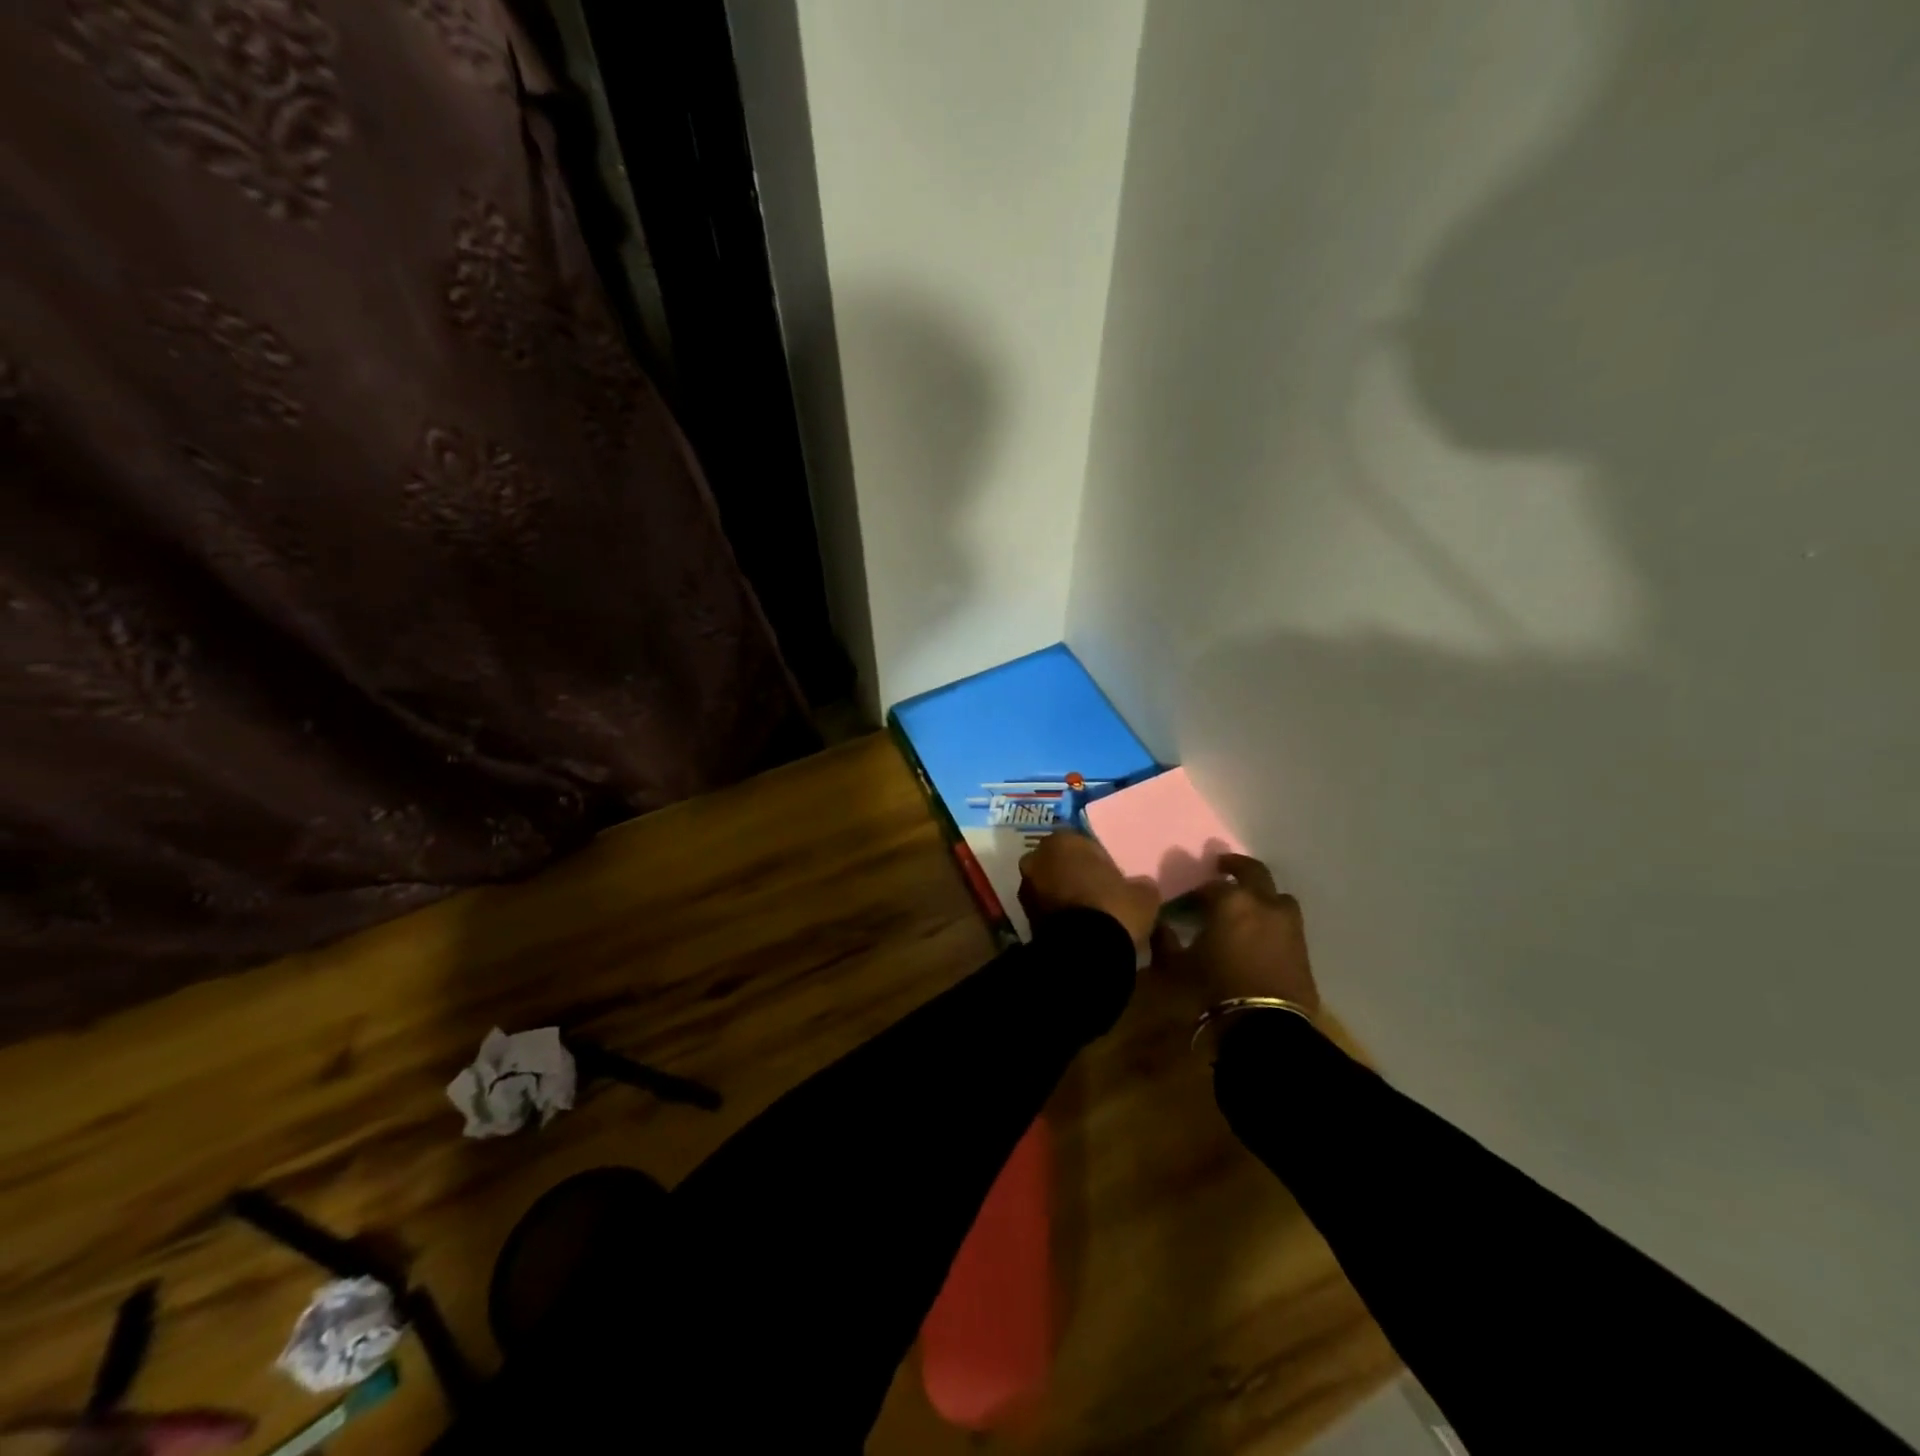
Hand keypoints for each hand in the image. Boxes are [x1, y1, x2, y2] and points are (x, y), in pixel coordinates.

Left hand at [1018, 832, 1160, 950]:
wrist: (1083, 951)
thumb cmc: (1112, 908)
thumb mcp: (1142, 893)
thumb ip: (1138, 884)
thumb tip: (1140, 887)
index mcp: (1062, 841)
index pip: (1081, 842)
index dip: (1097, 859)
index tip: (1111, 875)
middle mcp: (1036, 858)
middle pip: (1059, 862)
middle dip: (1074, 874)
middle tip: (1097, 893)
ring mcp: (1025, 888)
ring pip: (1048, 885)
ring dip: (1063, 894)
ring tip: (1087, 914)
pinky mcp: (1023, 916)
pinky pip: (1044, 908)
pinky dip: (1057, 914)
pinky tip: (1076, 927)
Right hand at [1152, 854, 1319, 1013]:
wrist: (1265, 1028)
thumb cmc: (1214, 990)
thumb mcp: (1176, 966)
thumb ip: (1165, 940)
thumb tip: (1160, 925)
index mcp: (1230, 901)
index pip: (1210, 885)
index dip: (1196, 891)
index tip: (1186, 900)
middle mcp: (1263, 903)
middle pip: (1253, 871)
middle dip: (1236, 867)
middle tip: (1222, 867)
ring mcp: (1288, 924)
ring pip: (1276, 895)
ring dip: (1262, 894)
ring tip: (1248, 905)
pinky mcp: (1303, 947)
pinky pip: (1286, 922)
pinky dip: (1272, 920)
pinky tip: (1259, 934)